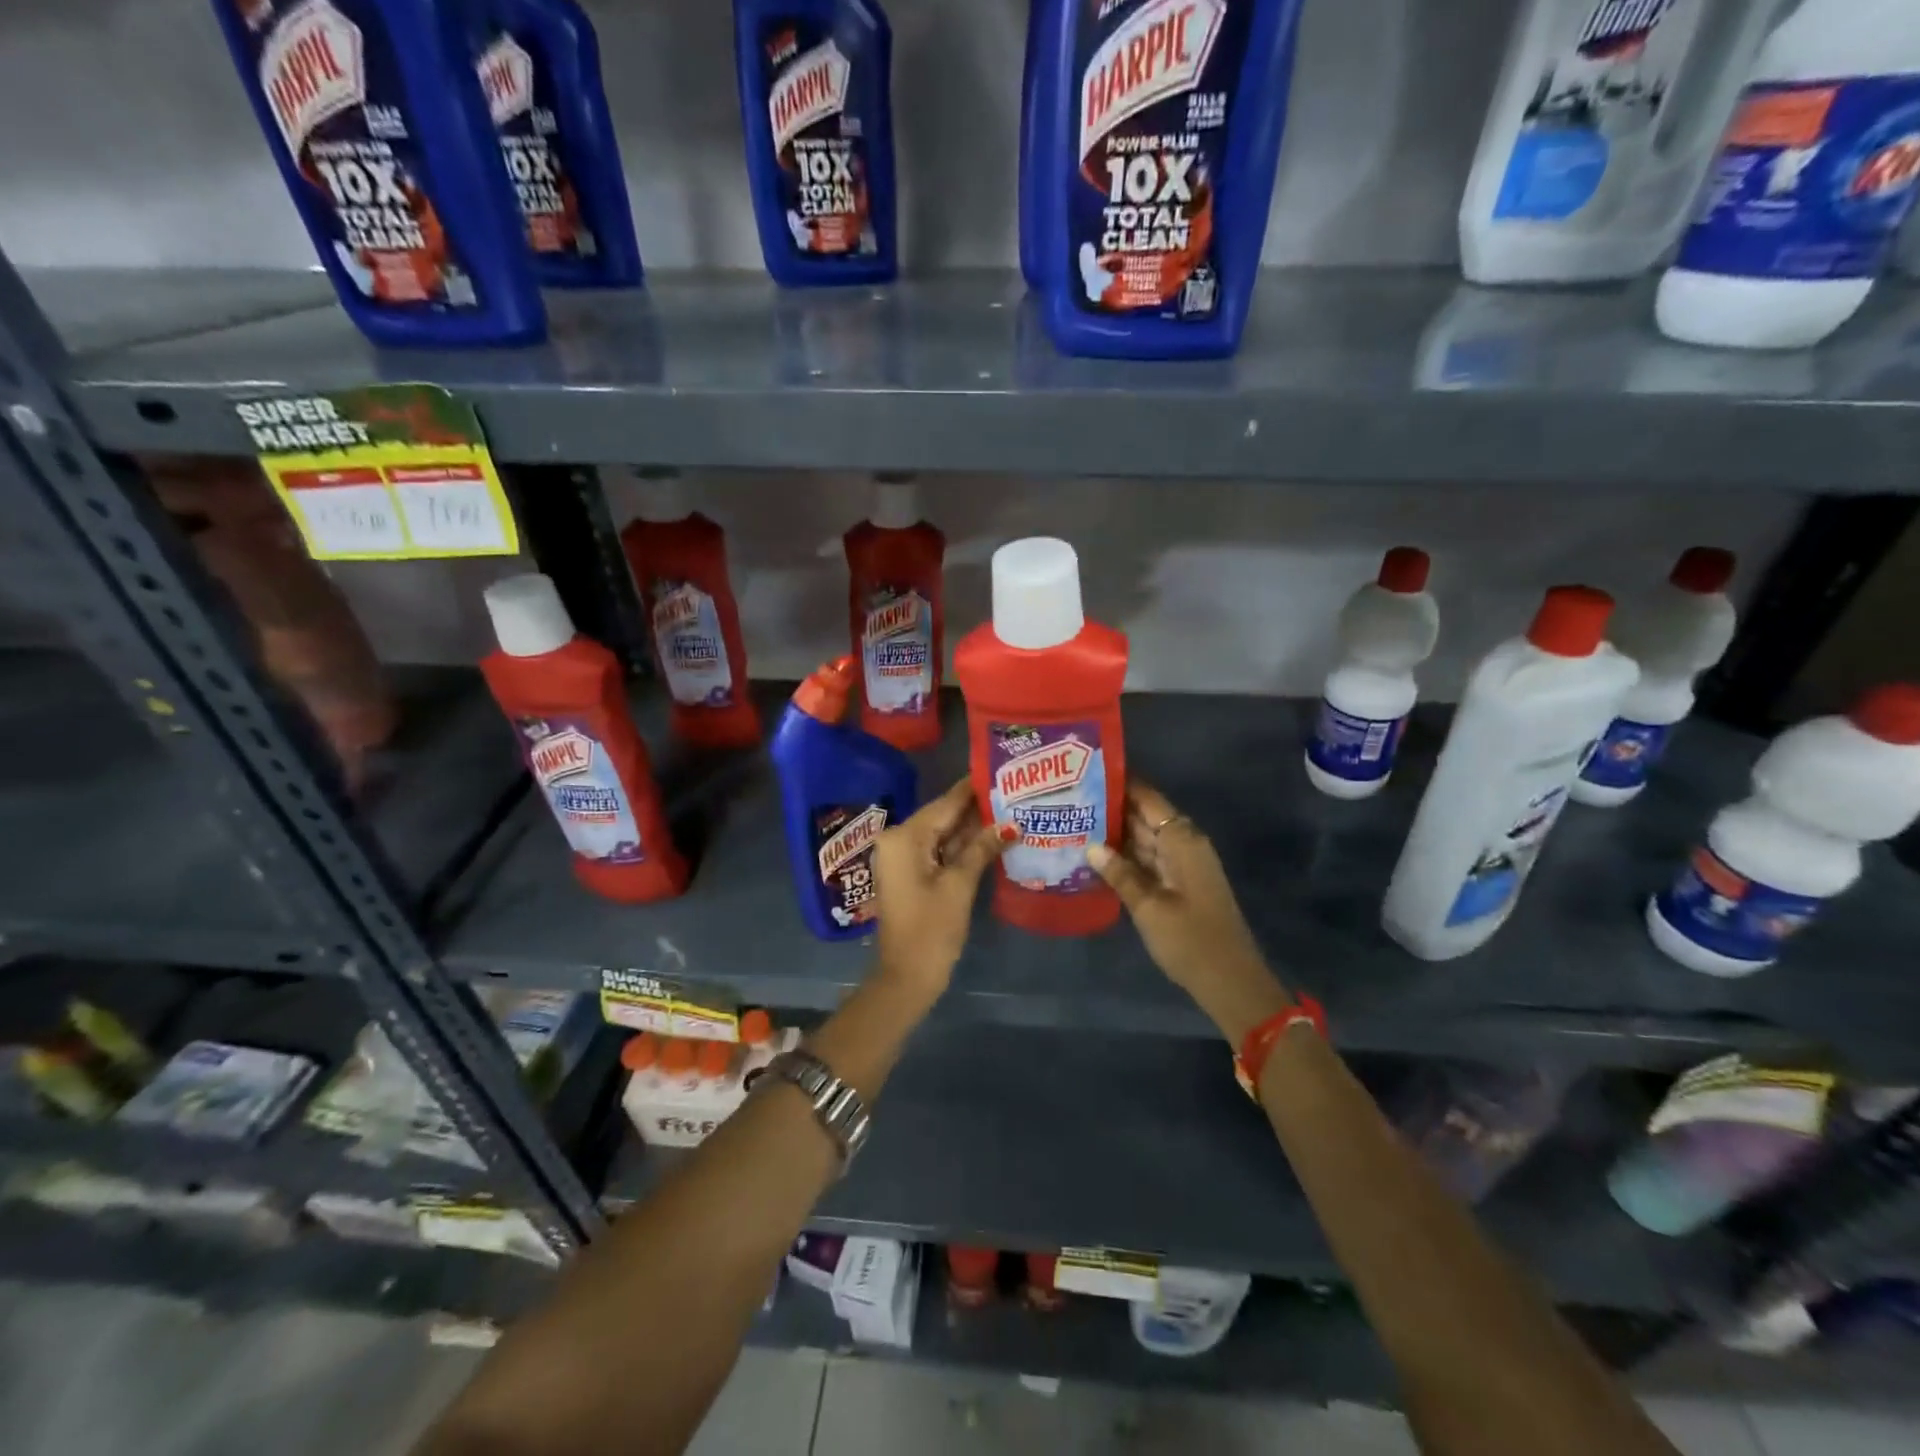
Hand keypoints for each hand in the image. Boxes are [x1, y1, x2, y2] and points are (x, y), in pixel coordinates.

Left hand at [872, 778, 1015, 1001]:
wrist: (906, 977)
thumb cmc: (931, 930)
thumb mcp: (960, 885)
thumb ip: (981, 848)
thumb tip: (1010, 823)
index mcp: (905, 836)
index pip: (946, 802)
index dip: (975, 788)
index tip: (1002, 769)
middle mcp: (899, 839)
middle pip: (944, 816)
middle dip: (979, 808)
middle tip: (1016, 792)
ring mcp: (904, 858)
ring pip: (944, 834)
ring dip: (974, 828)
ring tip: (1012, 810)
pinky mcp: (912, 875)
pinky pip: (940, 851)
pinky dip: (963, 847)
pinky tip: (993, 839)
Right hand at [1087, 782, 1292, 1045]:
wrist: (1230, 981)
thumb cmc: (1190, 940)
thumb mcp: (1149, 906)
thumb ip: (1120, 873)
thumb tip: (1090, 846)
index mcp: (1183, 841)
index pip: (1149, 799)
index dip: (1122, 784)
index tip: (1089, 771)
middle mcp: (1184, 845)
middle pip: (1145, 816)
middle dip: (1112, 807)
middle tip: (1071, 799)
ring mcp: (1182, 865)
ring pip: (1144, 839)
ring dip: (1115, 833)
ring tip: (1075, 822)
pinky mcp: (1178, 884)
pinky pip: (1148, 859)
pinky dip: (1125, 857)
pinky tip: (1096, 857)